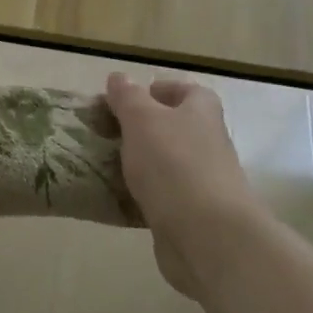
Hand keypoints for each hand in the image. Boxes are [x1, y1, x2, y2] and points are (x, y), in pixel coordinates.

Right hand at [105, 74, 264, 297]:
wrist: (207, 235)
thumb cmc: (173, 164)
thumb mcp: (142, 120)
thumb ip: (128, 97)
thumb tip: (119, 77)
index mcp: (201, 113)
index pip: (188, 91)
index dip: (160, 90)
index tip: (128, 99)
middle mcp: (208, 144)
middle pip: (176, 128)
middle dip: (143, 129)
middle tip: (107, 133)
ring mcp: (203, 181)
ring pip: (167, 164)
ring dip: (141, 163)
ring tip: (104, 164)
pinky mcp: (193, 214)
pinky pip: (163, 197)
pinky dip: (142, 195)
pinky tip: (117, 198)